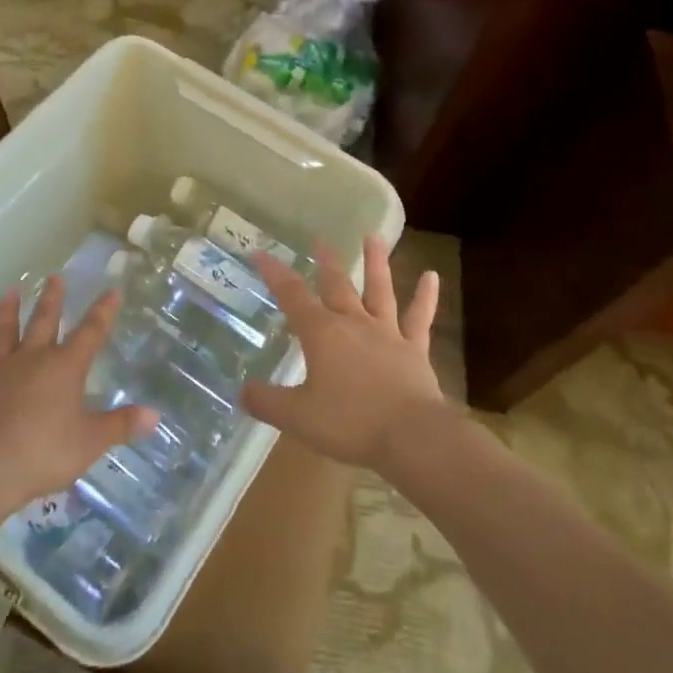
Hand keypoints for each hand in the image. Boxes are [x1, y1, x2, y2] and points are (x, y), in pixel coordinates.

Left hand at [0, 277, 157, 511]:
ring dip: (6, 313)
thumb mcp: (90, 442)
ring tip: (9, 292)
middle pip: (44, 323)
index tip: (111, 290)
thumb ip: (120, 426)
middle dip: (52, 300)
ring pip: (4, 334)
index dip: (103, 311)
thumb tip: (155, 415)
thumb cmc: (44, 452)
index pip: (91, 333)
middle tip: (54, 276)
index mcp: (65, 368)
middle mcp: (32, 360)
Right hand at [245, 235, 446, 471]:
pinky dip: (426, 296)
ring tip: (374, 235)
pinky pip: (419, 318)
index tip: (262, 253)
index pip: (292, 295)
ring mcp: (387, 333)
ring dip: (376, 262)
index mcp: (322, 333)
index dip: (275, 274)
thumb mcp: (297, 417)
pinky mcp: (414, 349)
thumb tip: (241, 391)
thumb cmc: (349, 422)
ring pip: (379, 289)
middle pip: (337, 285)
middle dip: (325, 261)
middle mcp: (353, 322)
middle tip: (320, 238)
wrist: (410, 436)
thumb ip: (267, 402)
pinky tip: (432, 276)